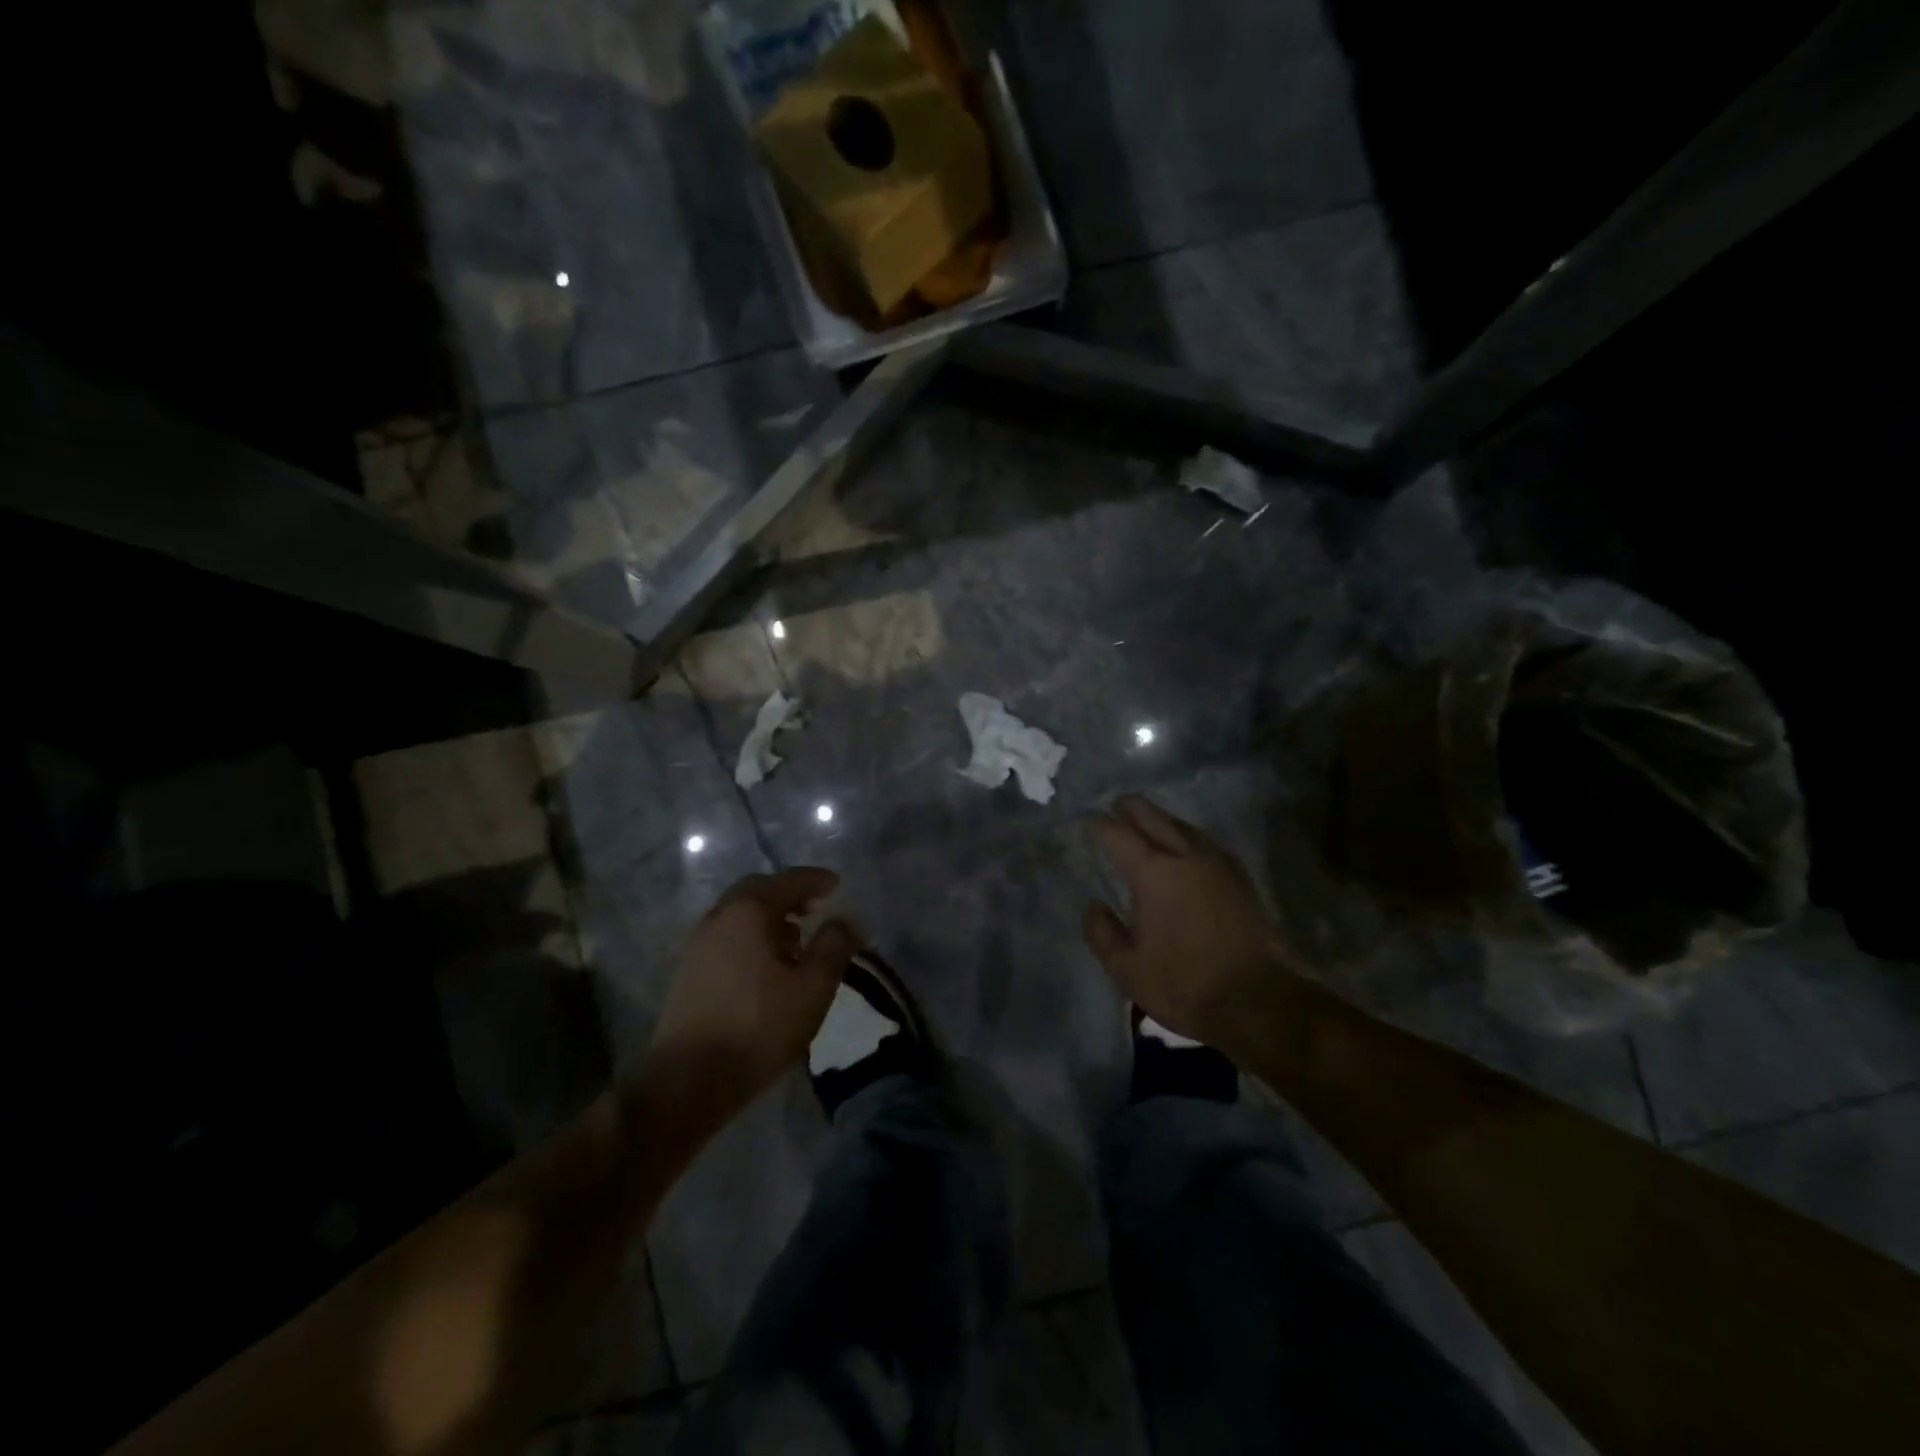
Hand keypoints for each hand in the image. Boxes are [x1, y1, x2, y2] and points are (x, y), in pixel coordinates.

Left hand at [644, 869, 859, 1129]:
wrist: (688, 1080)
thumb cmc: (758, 1027)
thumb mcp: (813, 987)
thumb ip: (834, 946)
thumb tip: (847, 919)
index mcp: (749, 911)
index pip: (789, 880)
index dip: (816, 880)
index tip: (837, 885)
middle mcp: (719, 917)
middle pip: (758, 891)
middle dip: (790, 895)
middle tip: (816, 908)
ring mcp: (698, 944)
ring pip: (739, 915)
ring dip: (769, 918)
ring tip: (797, 941)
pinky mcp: (688, 971)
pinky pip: (727, 937)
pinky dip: (752, 937)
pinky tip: (767, 967)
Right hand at [1083, 796, 1295, 1052]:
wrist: (1260, 1001)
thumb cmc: (1185, 984)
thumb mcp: (1127, 968)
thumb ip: (1102, 933)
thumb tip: (1094, 906)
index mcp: (1153, 872)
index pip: (1118, 835)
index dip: (1100, 825)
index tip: (1088, 822)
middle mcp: (1186, 856)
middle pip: (1154, 817)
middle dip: (1131, 808)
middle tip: (1115, 806)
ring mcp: (1218, 864)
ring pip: (1184, 826)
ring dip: (1161, 819)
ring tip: (1148, 822)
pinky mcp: (1241, 879)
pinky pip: (1207, 842)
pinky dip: (1188, 835)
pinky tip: (1188, 847)